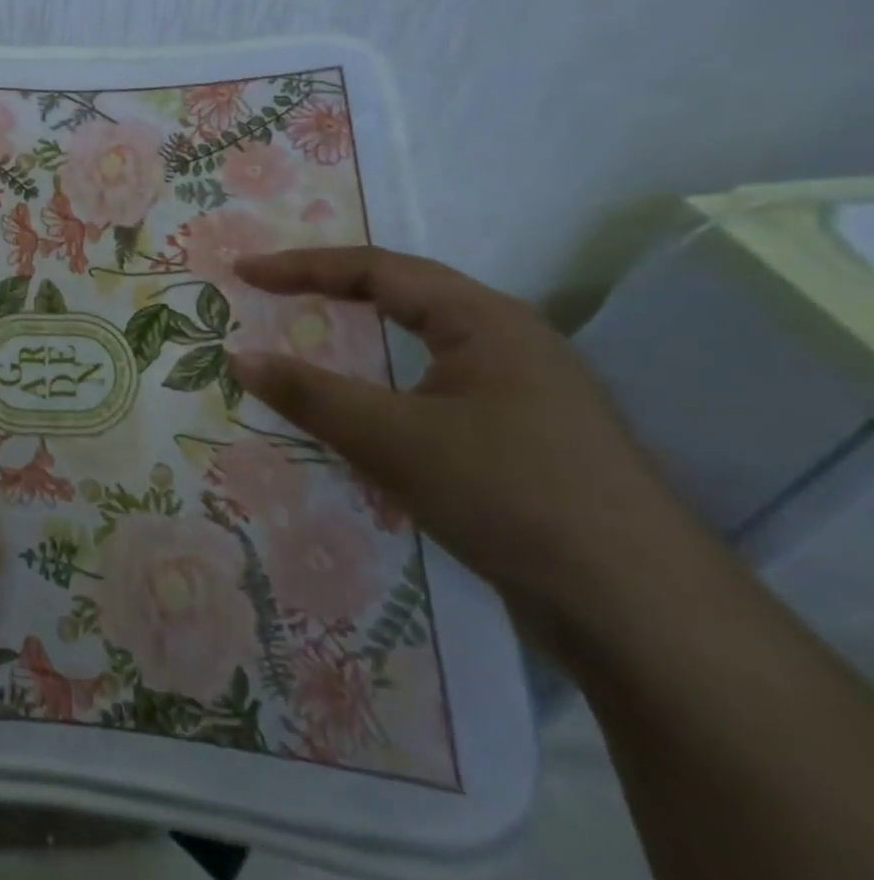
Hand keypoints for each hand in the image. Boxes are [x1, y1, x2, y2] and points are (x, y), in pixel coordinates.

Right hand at [231, 246, 679, 627]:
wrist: (642, 613)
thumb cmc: (509, 494)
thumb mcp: (393, 440)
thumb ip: (310, 394)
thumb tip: (238, 357)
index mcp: (484, 319)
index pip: (376, 269)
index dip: (302, 266)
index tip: (243, 272)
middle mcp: (508, 340)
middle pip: (403, 295)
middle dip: (331, 290)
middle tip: (270, 294)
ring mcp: (523, 391)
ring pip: (422, 345)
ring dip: (361, 337)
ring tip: (309, 338)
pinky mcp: (525, 438)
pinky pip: (436, 388)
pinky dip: (386, 384)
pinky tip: (366, 409)